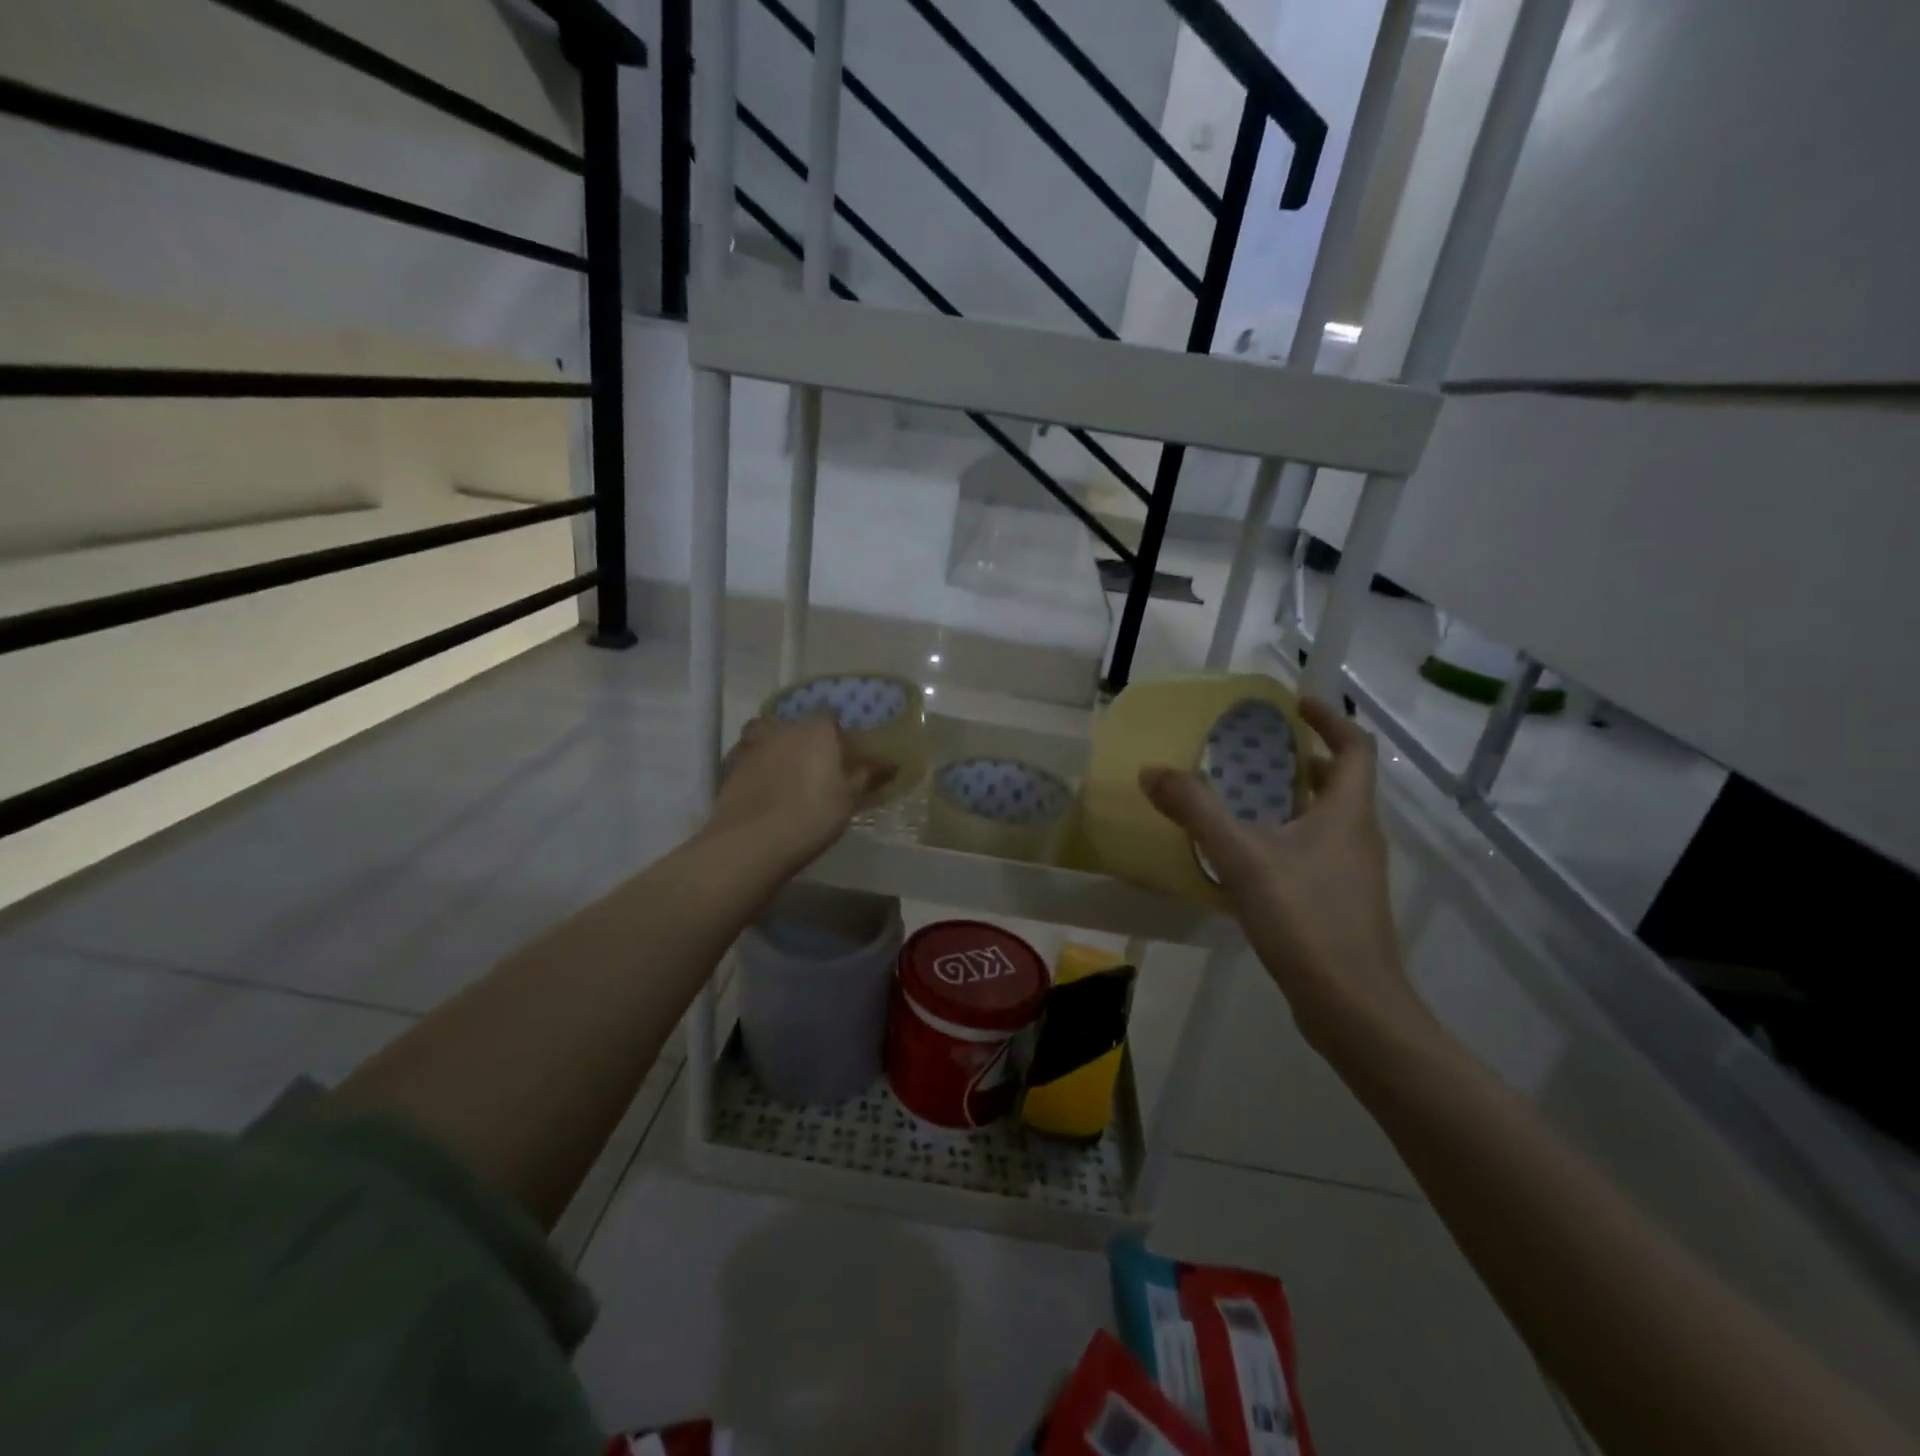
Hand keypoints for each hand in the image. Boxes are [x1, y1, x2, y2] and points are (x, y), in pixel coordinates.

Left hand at [705, 714, 895, 871]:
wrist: (751, 842)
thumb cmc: (812, 815)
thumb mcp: (849, 798)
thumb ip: (869, 776)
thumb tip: (892, 763)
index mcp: (815, 729)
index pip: (830, 715)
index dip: (838, 731)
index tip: (846, 750)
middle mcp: (781, 728)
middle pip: (796, 724)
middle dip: (807, 738)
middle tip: (817, 763)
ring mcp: (751, 745)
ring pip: (767, 736)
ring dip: (777, 747)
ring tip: (788, 772)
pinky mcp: (729, 767)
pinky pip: (748, 758)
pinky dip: (757, 766)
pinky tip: (764, 785)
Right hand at [1140, 696, 1429, 1048]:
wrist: (1352, 1006)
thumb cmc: (1305, 919)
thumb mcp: (1242, 857)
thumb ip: (1196, 811)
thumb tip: (1152, 771)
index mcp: (1348, 813)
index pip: (1353, 747)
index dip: (1328, 719)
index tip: (1294, 704)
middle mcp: (1359, 836)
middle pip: (1340, 782)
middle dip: (1302, 759)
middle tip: (1255, 751)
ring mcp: (1353, 873)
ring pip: (1327, 820)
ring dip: (1292, 800)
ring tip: (1242, 798)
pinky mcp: (1341, 904)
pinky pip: (1316, 852)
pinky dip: (1287, 838)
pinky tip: (1247, 858)